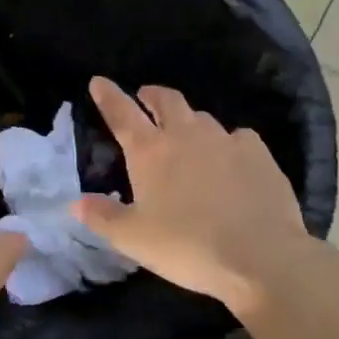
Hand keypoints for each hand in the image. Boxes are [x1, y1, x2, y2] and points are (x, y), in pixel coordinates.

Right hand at [74, 76, 322, 321]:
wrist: (261, 257)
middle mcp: (185, 135)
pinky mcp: (258, 154)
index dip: (108, 95)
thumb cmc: (187, 246)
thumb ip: (102, 217)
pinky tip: (230, 157)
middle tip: (145, 97)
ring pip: (201, 117)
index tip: (99, 81)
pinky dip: (228, 141)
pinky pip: (238, 136)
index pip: (121, 112)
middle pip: (166, 100)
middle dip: (151, 94)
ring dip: (188, 119)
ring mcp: (225, 141)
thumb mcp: (133, 239)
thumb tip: (76, 203)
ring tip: (186, 132)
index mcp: (149, 151)